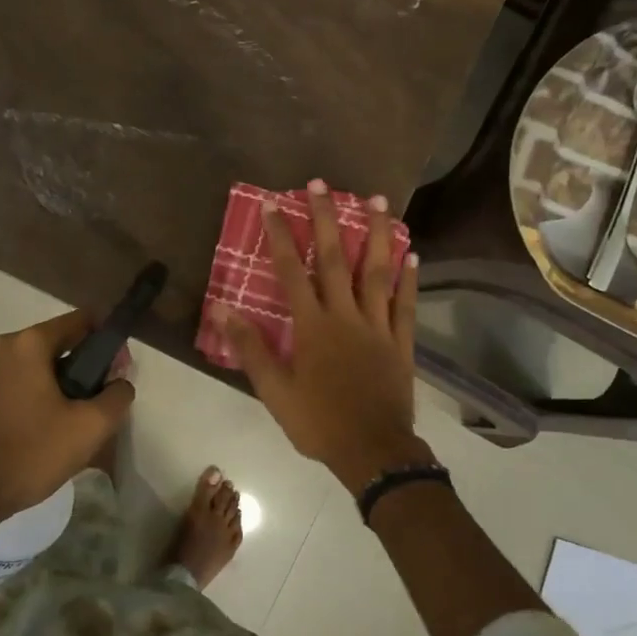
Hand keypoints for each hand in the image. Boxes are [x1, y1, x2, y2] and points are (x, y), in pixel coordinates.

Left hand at [0, 310, 134, 517]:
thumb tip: (120, 383)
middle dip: (89, 366)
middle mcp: (6, 348)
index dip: (109, 341)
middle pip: (62, 343)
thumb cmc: (32, 451)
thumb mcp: (90, 426)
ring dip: (68, 384)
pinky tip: (55, 428)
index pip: (82, 321)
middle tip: (106, 400)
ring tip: (84, 419)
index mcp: (30, 343)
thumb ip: (117, 396)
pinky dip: (45, 395)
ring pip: (43, 366)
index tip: (122, 370)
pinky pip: (25, 383)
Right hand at [216, 182, 430, 493]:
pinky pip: (406, 303)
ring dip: (376, 234)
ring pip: (377, 272)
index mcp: (313, 327)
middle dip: (326, 219)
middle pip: (335, 259)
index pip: (291, 271)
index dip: (280, 237)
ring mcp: (378, 326)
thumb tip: (224, 310)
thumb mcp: (274, 391)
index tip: (272, 204)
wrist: (373, 452)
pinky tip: (412, 252)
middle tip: (321, 183)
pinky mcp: (401, 342)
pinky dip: (409, 277)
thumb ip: (251, 349)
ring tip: (377, 199)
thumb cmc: (318, 422)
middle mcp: (346, 316)